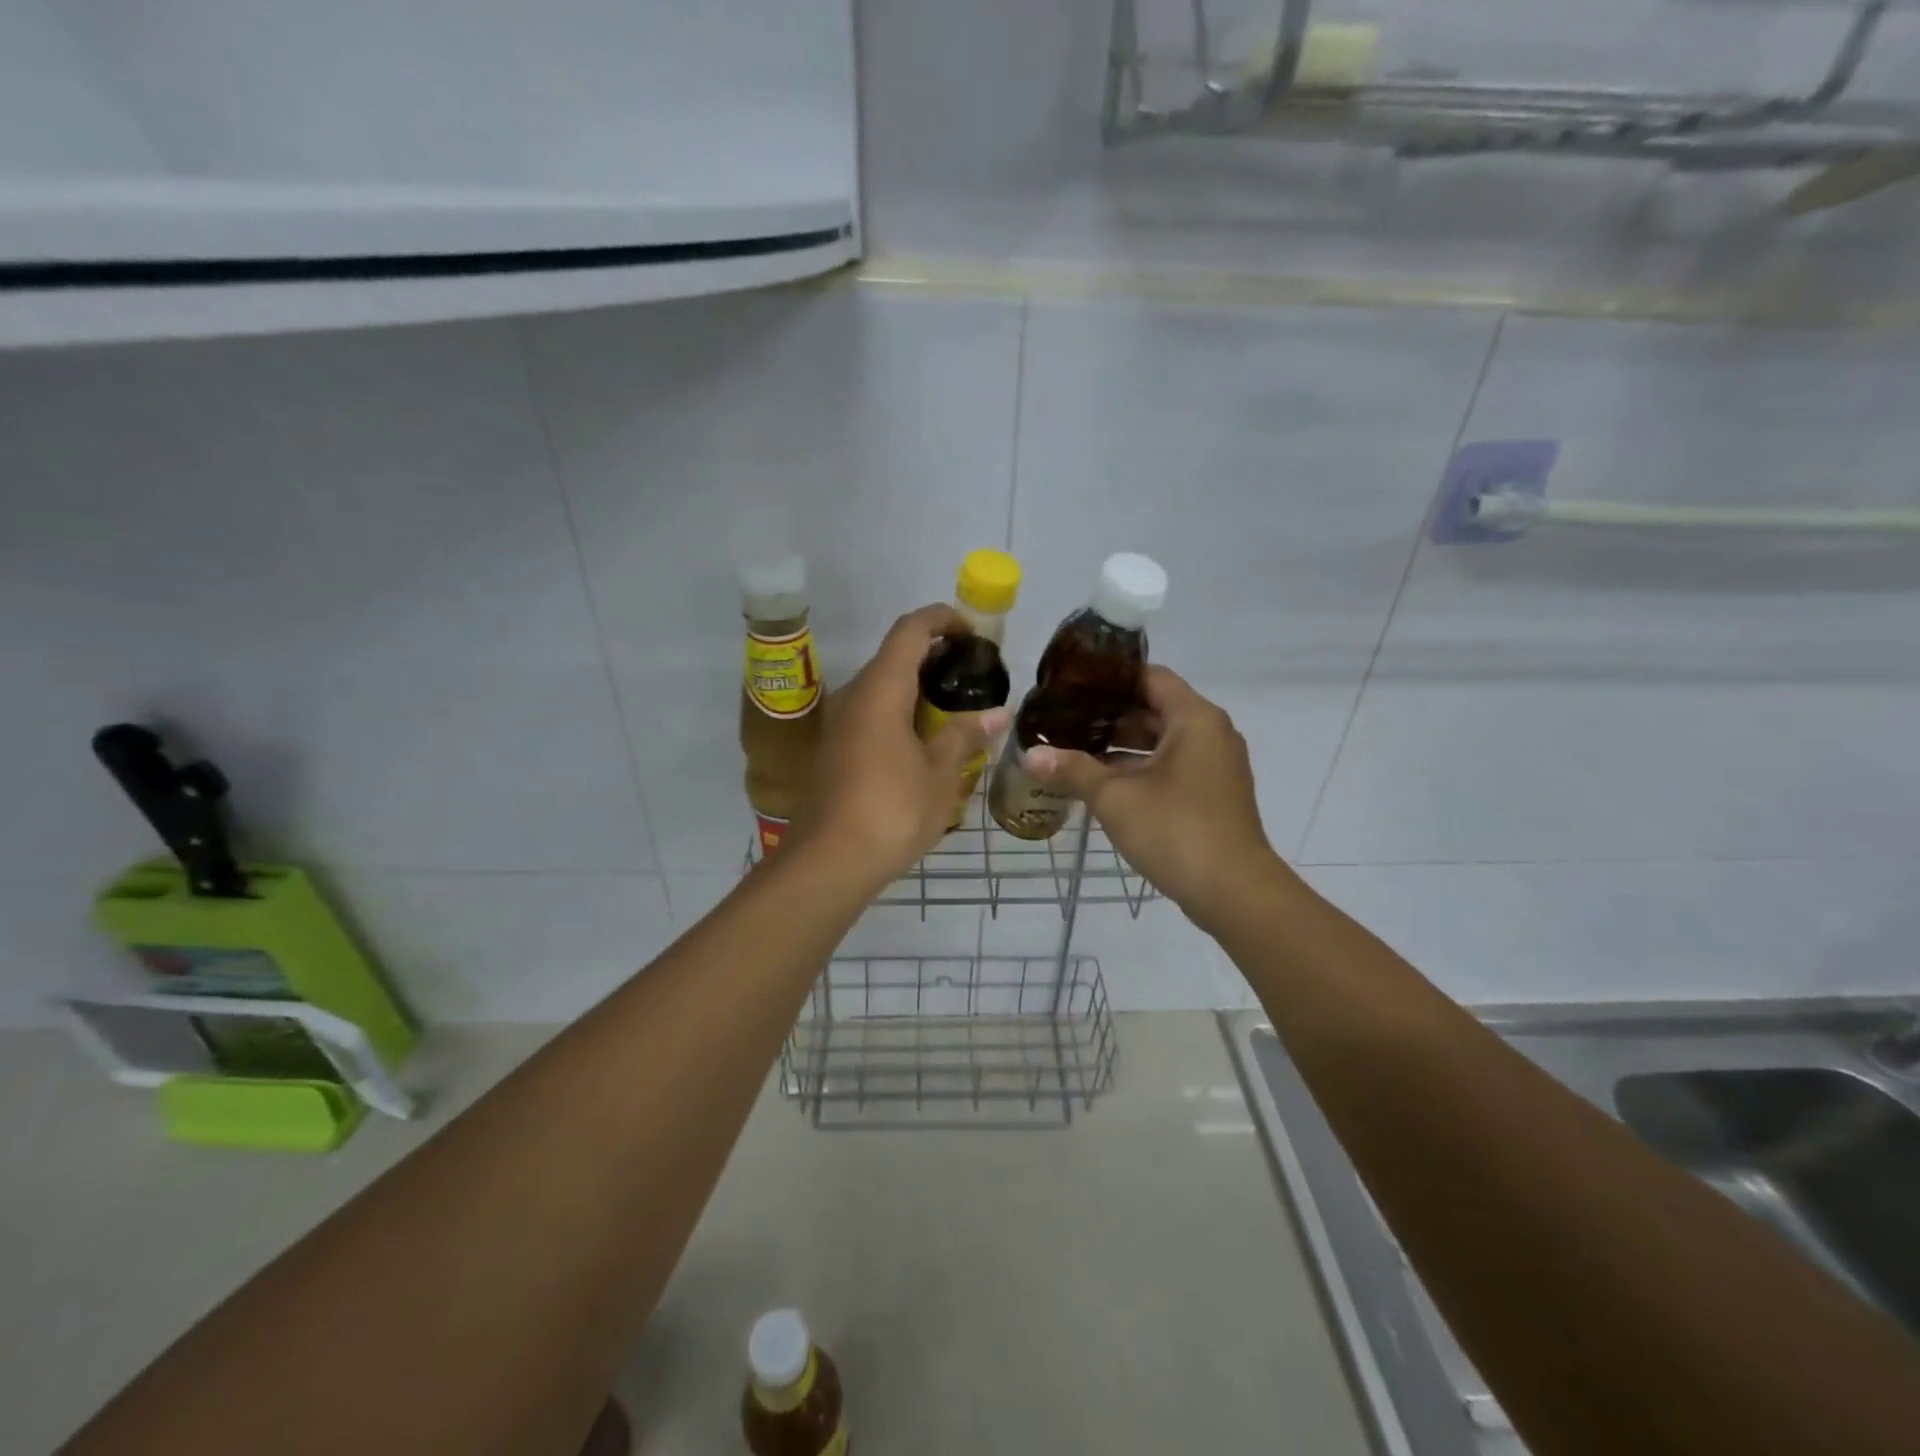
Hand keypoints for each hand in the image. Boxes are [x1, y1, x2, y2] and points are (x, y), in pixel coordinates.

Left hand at [790, 604, 1010, 887]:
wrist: (829, 862)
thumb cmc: (891, 810)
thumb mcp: (940, 774)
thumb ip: (965, 736)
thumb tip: (996, 714)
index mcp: (880, 690)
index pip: (910, 630)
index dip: (942, 619)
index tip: (972, 631)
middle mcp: (854, 696)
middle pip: (895, 656)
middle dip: (935, 656)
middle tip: (975, 675)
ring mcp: (840, 724)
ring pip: (882, 688)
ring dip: (918, 689)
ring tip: (958, 708)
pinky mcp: (836, 750)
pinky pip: (873, 714)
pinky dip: (902, 713)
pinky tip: (927, 742)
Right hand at [1025, 667, 1281, 931]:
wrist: (1234, 892)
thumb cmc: (1175, 830)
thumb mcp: (1115, 798)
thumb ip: (1073, 770)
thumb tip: (1029, 756)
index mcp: (1194, 718)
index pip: (1149, 677)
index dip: (1109, 679)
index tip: (1071, 687)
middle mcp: (1211, 733)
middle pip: (1154, 709)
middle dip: (1108, 717)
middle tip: (1063, 720)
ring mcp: (1215, 766)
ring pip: (1162, 742)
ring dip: (1121, 747)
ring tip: (1074, 751)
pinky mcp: (1213, 794)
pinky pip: (1172, 767)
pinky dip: (1140, 769)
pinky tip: (1102, 784)